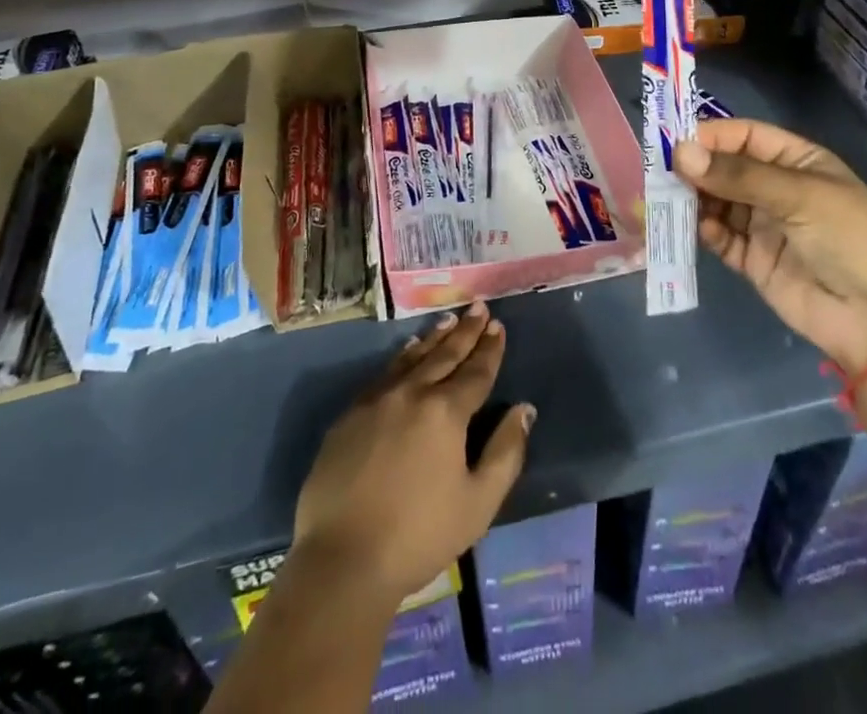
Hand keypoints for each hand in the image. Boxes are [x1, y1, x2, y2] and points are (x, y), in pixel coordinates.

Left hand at [293, 302, 532, 605]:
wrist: (341, 559)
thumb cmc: (419, 535)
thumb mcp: (478, 503)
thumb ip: (506, 453)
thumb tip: (524, 410)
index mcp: (445, 412)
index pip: (475, 371)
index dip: (490, 349)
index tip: (498, 326)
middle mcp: (412, 393)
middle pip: (445, 355)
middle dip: (465, 331)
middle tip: (478, 308)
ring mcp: (376, 400)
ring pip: (412, 358)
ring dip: (434, 338)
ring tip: (449, 321)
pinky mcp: (349, 416)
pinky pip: (384, 374)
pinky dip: (402, 358)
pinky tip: (407, 353)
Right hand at [673, 118, 866, 374]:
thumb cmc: (850, 238)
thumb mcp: (799, 196)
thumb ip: (738, 175)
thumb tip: (680, 153)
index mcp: (797, 161)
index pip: (744, 136)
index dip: (710, 135)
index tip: (673, 141)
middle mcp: (777, 188)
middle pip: (725, 168)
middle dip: (695, 168)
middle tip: (660, 172)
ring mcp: (764, 225)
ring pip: (717, 201)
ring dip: (693, 199)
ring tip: (666, 199)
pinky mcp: (753, 260)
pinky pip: (720, 237)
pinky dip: (704, 230)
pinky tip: (697, 228)